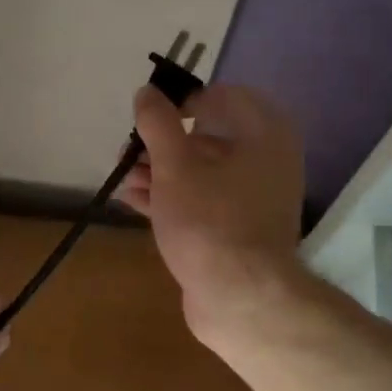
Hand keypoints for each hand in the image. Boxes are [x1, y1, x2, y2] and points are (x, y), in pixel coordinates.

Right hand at [117, 82, 305, 341]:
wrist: (240, 298)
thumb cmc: (209, 222)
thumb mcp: (176, 167)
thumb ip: (158, 125)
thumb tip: (146, 92)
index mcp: (264, 134)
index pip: (225, 98)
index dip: (185, 101)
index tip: (151, 116)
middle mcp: (267, 161)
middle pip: (210, 138)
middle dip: (165, 143)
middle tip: (129, 151)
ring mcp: (254, 199)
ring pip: (203, 173)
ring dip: (162, 172)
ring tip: (124, 177)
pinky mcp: (238, 230)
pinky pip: (203, 202)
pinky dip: (172, 198)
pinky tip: (134, 200)